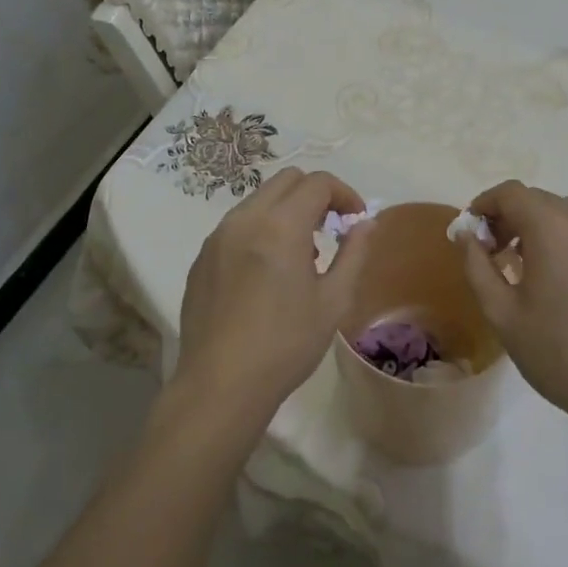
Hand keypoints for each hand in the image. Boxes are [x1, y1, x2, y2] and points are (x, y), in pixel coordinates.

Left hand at [173, 168, 373, 421]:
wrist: (220, 385)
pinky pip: (237, 225)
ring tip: (301, 254)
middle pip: (286, 181)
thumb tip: (366, 223)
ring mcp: (217, 237)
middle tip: (330, 229)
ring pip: (258, 200)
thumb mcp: (333, 301)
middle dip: (314, 195)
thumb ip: (353, 253)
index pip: (317, 183)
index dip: (344, 194)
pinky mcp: (201, 258)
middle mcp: (245, 219)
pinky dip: (260, 230)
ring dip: (286, 211)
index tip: (355, 219)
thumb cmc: (285, 345)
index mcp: (281, 226)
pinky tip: (267, 272)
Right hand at [460, 181, 567, 429]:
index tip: (473, 230)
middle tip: (498, 251)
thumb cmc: (557, 353)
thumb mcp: (501, 313)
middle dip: (513, 216)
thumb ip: (477, 266)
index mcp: (553, 229)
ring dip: (547, 223)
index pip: (511, 193)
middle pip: (542, 199)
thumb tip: (466, 235)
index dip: (485, 204)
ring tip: (537, 261)